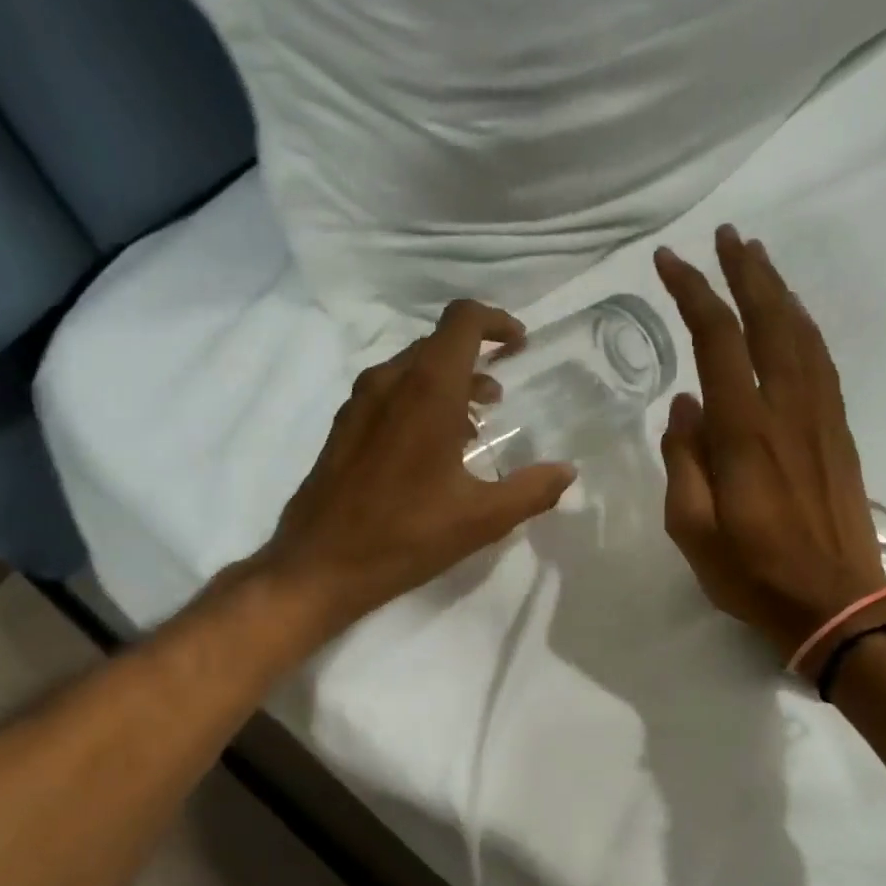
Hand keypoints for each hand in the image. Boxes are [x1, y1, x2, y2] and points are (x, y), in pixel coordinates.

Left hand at [250, 301, 575, 642]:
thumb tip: (566, 472)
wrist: (319, 564)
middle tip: (503, 393)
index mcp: (428, 391)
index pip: (463, 321)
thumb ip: (531, 490)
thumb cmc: (405, 536)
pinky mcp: (344, 427)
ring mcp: (360, 403)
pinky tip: (433, 448)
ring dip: (449, 383)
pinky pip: (390, 393)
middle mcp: (390, 383)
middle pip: (438, 343)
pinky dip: (420, 401)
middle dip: (476, 357)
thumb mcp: (481, 519)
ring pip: (412, 369)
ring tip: (476, 423)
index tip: (520, 344)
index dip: (496, 322)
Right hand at [654, 226, 885, 666]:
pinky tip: (792, 319)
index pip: (718, 340)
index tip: (668, 261)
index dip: (693, 293)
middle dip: (745, 271)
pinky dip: (803, 326)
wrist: (837, 603)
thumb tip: (684, 407)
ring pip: (802, 334)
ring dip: (779, 290)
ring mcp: (821, 417)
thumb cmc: (754, 573)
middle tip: (726, 235)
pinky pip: (821, 361)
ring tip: (757, 260)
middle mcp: (788, 409)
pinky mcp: (840, 431)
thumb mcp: (692, 530)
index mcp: (745, 431)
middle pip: (770, 319)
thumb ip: (684, 462)